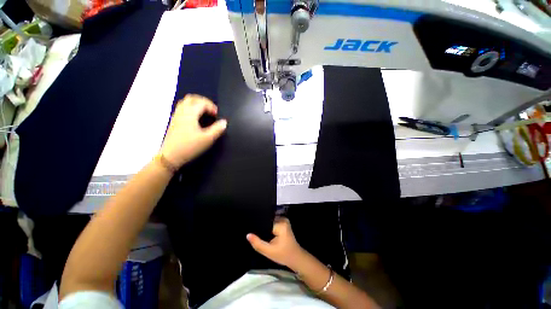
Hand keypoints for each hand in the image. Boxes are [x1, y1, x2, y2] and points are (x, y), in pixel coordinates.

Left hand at [160, 94, 226, 167]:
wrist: (170, 156)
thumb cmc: (190, 146)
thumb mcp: (208, 139)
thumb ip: (217, 129)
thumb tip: (224, 122)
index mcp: (190, 113)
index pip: (202, 103)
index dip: (212, 106)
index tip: (217, 115)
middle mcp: (182, 111)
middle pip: (192, 98)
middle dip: (203, 101)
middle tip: (211, 110)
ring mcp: (176, 116)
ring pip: (186, 102)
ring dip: (197, 104)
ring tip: (204, 113)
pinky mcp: (174, 121)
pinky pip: (182, 108)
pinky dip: (191, 108)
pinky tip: (196, 118)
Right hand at [247, 217, 304, 268]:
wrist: (296, 258)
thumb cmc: (284, 255)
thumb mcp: (269, 251)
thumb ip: (257, 243)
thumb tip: (247, 235)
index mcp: (280, 223)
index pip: (265, 221)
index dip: (257, 226)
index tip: (250, 230)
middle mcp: (282, 219)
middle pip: (267, 221)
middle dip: (260, 227)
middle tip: (252, 233)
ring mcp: (283, 220)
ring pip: (269, 222)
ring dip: (264, 228)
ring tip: (257, 234)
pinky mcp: (283, 223)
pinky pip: (272, 223)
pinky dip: (268, 229)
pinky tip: (265, 234)